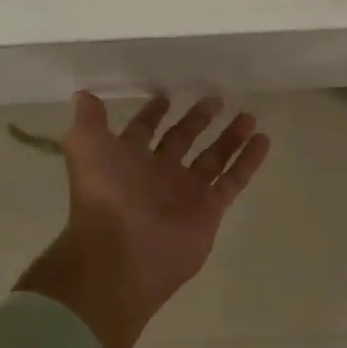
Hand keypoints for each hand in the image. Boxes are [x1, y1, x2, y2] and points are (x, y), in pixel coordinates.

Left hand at [18, 92, 270, 347]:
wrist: (123, 253)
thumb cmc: (105, 195)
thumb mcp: (86, 147)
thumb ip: (88, 120)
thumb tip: (83, 94)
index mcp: (128, 159)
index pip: (144, 130)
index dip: (153, 114)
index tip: (168, 95)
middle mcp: (158, 174)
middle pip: (182, 140)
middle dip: (197, 120)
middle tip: (216, 99)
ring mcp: (186, 192)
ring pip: (213, 158)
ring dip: (229, 137)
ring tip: (247, 115)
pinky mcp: (210, 209)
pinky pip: (234, 179)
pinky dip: (249, 160)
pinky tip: (263, 139)